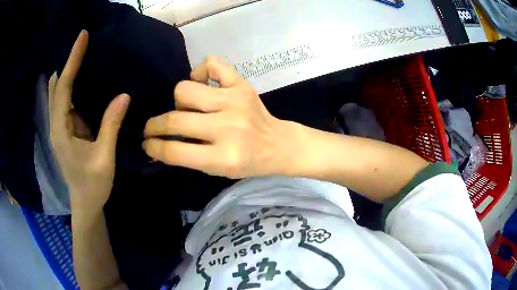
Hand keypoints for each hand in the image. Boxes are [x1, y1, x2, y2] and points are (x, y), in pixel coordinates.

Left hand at [49, 30, 130, 214]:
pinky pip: (66, 102)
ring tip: (82, 54)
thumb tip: (124, 95)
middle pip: (57, 86)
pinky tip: (82, 78)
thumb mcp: (104, 157)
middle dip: (67, 63)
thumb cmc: (93, 185)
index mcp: (61, 130)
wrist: (85, 203)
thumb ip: (111, 125)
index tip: (82, 37)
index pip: (64, 87)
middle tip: (83, 43)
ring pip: (59, 93)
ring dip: (68, 73)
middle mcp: (56, 124)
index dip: (72, 60)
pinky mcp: (66, 129)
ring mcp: (60, 127)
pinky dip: (72, 86)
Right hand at [143, 56, 294, 178]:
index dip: (154, 146)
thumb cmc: (247, 162)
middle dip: (154, 125)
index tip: (146, 143)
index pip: (174, 151)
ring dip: (179, 101)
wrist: (277, 144)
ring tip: (187, 109)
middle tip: (153, 127)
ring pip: (185, 89)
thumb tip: (155, 146)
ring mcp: (236, 101)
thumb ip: (186, 157)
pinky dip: (200, 71)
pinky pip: (211, 64)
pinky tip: (203, 85)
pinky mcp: (242, 84)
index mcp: (223, 157)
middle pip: (175, 117)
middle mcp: (228, 127)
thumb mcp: (216, 170)